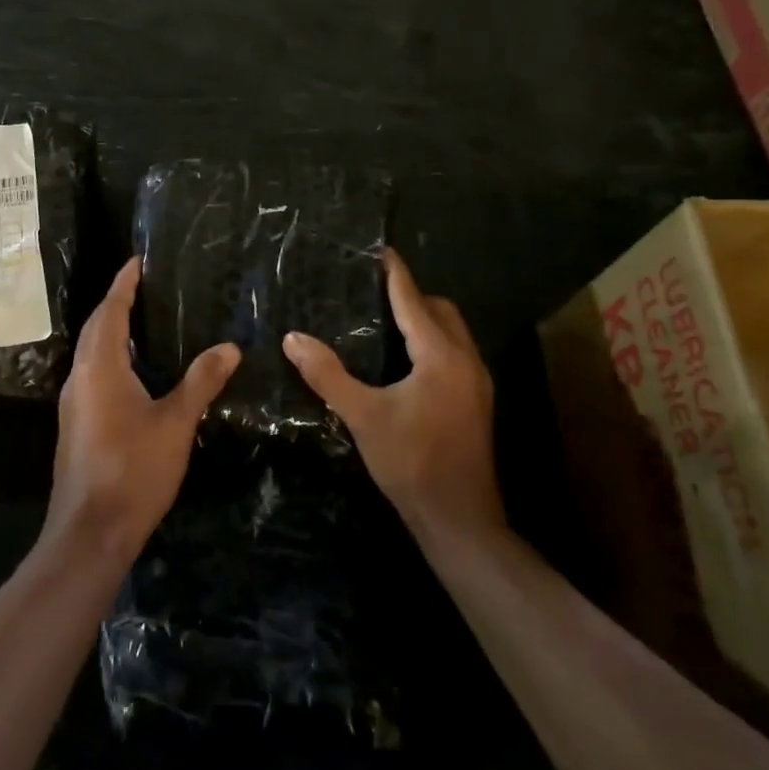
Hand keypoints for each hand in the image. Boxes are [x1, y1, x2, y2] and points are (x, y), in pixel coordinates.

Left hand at [47, 257, 240, 565]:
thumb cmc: (134, 470)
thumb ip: (201, 381)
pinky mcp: (76, 425)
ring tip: (142, 321)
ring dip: (111, 331)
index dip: (123, 284)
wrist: (91, 532)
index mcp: (101, 367)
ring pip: (91, 353)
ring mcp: (74, 403)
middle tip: (143, 286)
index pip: (111, 311)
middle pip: (96, 328)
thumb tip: (230, 347)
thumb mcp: (176, 423)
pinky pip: (92, 374)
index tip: (137, 261)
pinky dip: (111, 358)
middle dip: (115, 303)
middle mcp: (80, 377)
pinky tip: (134, 372)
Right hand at [282, 249, 502, 541]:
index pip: (413, 301)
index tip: (378, 251)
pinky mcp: (475, 402)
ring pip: (452, 334)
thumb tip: (292, 338)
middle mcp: (465, 361)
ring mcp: (476, 383)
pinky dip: (431, 344)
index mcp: (441, 356)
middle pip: (441, 311)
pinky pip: (454, 354)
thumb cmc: (411, 462)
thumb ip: (328, 374)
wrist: (459, 518)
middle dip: (412, 296)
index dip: (395, 274)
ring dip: (424, 321)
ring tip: (383, 322)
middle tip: (373, 293)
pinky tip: (403, 364)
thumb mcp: (363, 416)